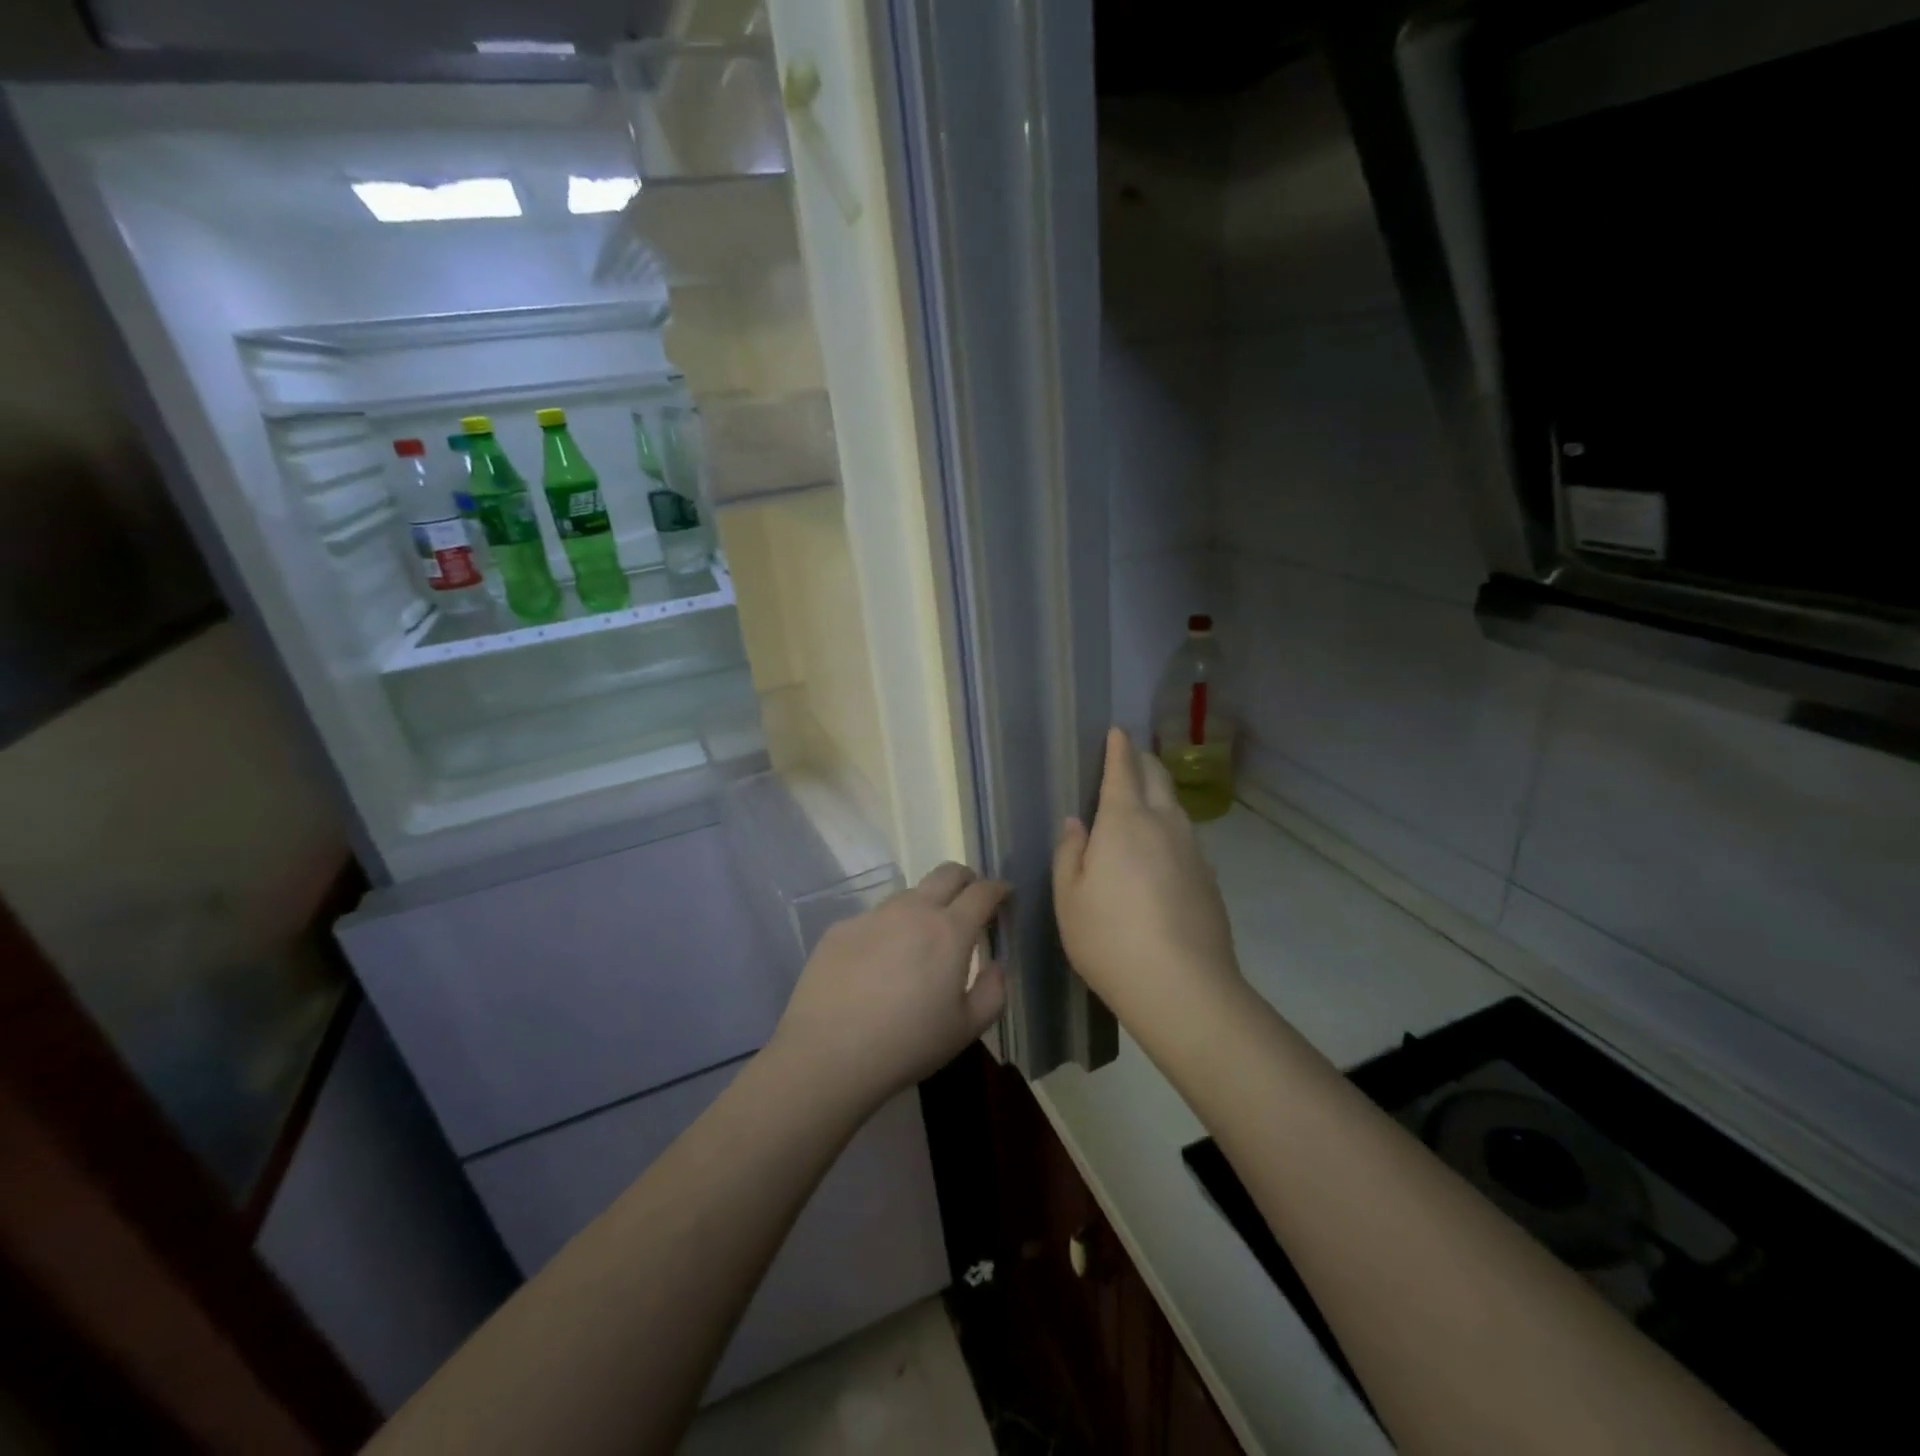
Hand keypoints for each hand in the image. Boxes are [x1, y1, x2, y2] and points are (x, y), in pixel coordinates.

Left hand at [769, 863, 1007, 1113]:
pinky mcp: (841, 928)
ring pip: (908, 895)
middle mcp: (912, 910)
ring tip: (919, 943)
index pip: (982, 892)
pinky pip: (874, 919)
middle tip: (969, 901)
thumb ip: (993, 991)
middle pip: (947, 873)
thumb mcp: (966, 1029)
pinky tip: (876, 966)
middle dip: (966, 879)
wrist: (827, 1054)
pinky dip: (887, 931)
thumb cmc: (907, 1044)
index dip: (998, 889)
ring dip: (924, 906)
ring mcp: (873, 915)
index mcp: (949, 931)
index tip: (1004, 895)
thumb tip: (995, 964)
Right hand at [1053, 728, 1241, 1026]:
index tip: (1116, 731)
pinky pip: (1185, 838)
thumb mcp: (1068, 896)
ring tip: (1143, 801)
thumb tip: (1077, 823)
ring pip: (1175, 806)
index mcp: (1124, 821)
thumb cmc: (1109, 937)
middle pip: (1157, 777)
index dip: (1118, 747)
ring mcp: (1192, 850)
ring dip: (1159, 794)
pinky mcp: (1208, 878)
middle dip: (1142, 761)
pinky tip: (1160, 854)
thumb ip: (1069, 852)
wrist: (1183, 986)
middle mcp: (1164, 824)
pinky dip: (1169, 829)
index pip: (1123, 769)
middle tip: (1128, 759)